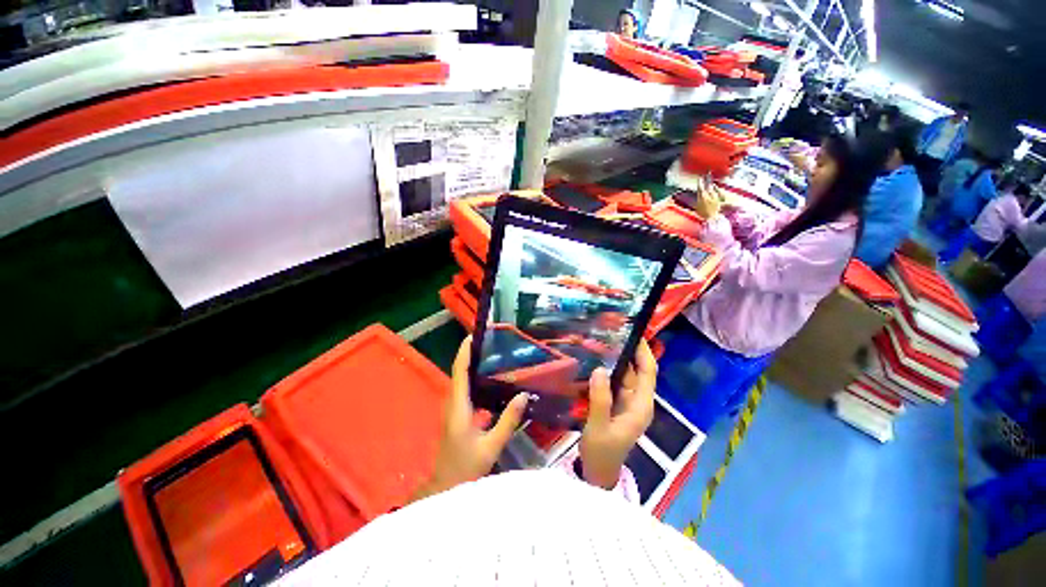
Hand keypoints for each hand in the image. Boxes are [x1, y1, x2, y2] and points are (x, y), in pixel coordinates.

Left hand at [410, 336, 527, 502]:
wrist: (445, 485)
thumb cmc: (466, 467)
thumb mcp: (491, 445)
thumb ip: (508, 420)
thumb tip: (523, 395)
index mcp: (459, 406)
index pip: (460, 372)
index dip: (465, 352)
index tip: (474, 335)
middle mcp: (453, 401)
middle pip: (459, 370)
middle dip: (471, 352)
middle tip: (490, 340)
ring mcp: (453, 407)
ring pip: (461, 378)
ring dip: (472, 362)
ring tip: (492, 352)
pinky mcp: (457, 412)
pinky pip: (465, 387)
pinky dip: (474, 376)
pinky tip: (490, 377)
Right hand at [579, 339, 656, 489]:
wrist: (598, 472)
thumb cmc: (602, 452)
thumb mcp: (599, 427)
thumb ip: (600, 399)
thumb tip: (600, 369)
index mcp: (640, 405)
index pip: (648, 372)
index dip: (644, 352)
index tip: (634, 332)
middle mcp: (637, 401)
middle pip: (637, 370)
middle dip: (626, 351)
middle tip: (609, 332)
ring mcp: (626, 402)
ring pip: (624, 375)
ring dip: (614, 359)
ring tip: (599, 341)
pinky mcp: (616, 404)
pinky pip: (614, 382)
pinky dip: (607, 370)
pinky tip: (593, 361)